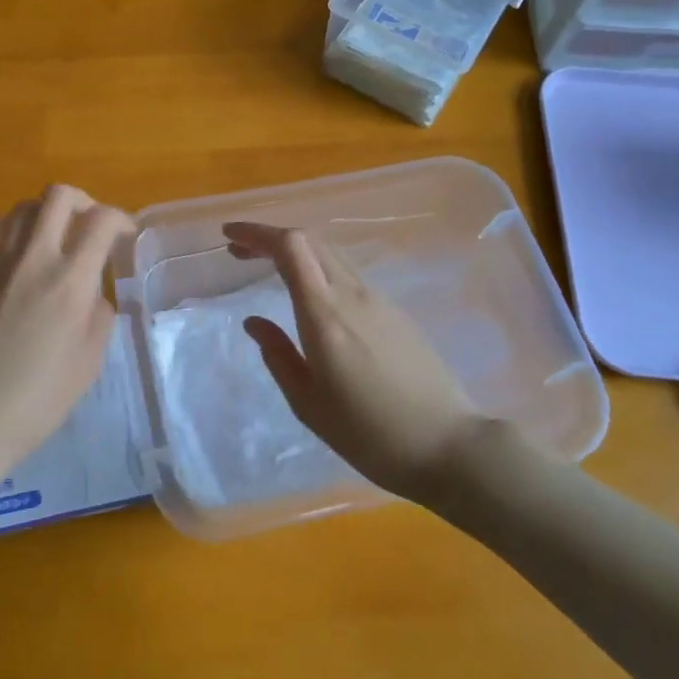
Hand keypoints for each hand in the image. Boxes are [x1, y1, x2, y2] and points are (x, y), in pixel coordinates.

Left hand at [0, 186, 133, 468]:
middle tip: (91, 229)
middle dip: (84, 202)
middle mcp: (32, 259)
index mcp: (70, 282)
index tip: (126, 236)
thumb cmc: (36, 401)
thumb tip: (92, 290)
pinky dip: (5, 230)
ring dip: (45, 215)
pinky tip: (11, 253)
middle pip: (59, 196)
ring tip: (53, 241)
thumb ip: (99, 314)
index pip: (102, 221)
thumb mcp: (89, 363)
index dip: (121, 220)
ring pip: (21, 207)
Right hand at [223, 222, 512, 502]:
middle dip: (270, 238)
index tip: (228, 236)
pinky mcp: (396, 313)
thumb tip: (254, 322)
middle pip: (310, 241)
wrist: (449, 445)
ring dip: (295, 253)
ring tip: (266, 270)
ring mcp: (380, 301)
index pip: (291, 248)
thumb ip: (278, 356)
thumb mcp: (309, 404)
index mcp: (326, 315)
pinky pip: (348, 276)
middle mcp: (353, 295)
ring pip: (330, 256)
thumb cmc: (370, 434)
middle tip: (239, 254)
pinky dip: (318, 270)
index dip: (257, 233)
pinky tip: (309, 297)